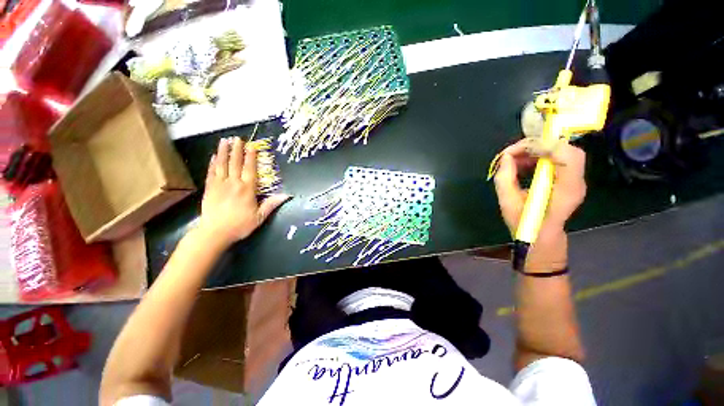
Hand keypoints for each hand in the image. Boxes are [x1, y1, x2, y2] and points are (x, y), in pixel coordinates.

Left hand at [197, 137, 289, 246]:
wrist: (214, 233)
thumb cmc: (240, 225)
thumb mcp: (260, 217)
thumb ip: (272, 204)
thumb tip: (287, 195)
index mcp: (247, 189)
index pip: (250, 169)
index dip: (251, 157)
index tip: (251, 146)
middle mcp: (233, 184)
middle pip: (235, 163)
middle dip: (237, 150)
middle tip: (237, 138)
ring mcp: (219, 185)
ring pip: (221, 165)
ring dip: (223, 152)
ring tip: (224, 141)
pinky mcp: (209, 189)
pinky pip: (211, 173)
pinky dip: (212, 163)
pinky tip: (214, 156)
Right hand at [493, 139, 586, 270]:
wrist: (541, 238)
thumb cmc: (525, 225)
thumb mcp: (508, 203)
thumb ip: (505, 178)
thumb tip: (506, 157)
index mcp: (566, 190)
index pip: (567, 155)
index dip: (542, 146)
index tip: (516, 152)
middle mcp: (576, 181)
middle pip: (566, 149)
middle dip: (537, 146)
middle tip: (513, 153)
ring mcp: (574, 179)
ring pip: (561, 151)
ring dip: (536, 150)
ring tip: (515, 159)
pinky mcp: (567, 178)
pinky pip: (556, 158)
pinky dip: (538, 156)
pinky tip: (523, 164)